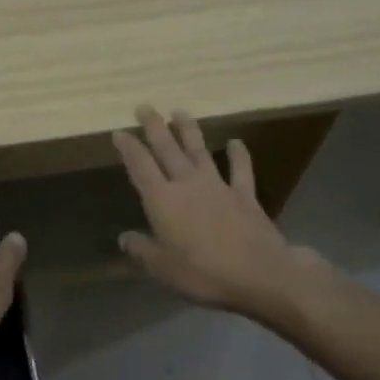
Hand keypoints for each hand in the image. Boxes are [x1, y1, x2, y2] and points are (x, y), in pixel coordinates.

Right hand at [112, 106, 323, 317]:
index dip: (129, 149)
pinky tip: (235, 142)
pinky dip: (238, 155)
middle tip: (145, 107)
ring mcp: (218, 186)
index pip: (140, 167)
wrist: (259, 273)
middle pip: (167, 149)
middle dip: (154, 127)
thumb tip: (124, 238)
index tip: (120, 132)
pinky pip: (240, 169)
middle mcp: (188, 185)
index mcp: (163, 201)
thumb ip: (142, 250)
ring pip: (200, 151)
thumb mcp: (163, 268)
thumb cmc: (203, 273)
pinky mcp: (244, 195)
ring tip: (180, 111)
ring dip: (189, 130)